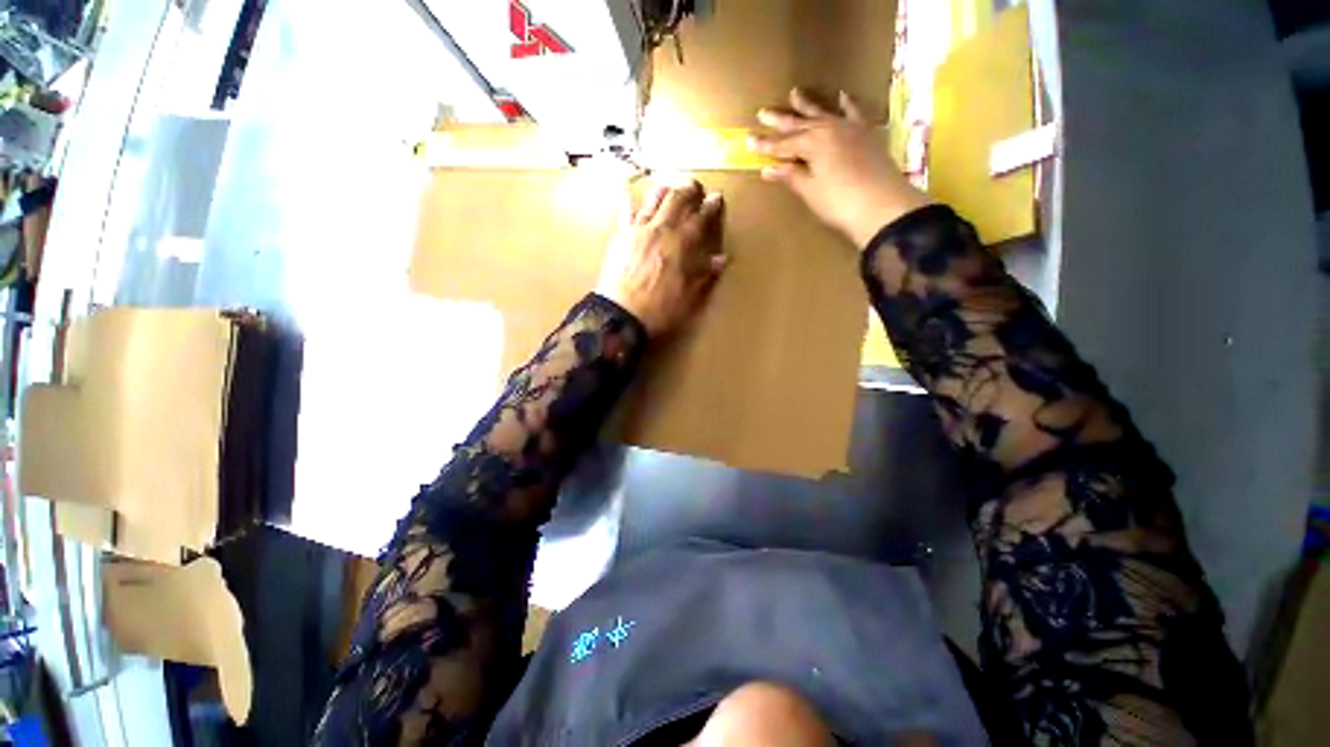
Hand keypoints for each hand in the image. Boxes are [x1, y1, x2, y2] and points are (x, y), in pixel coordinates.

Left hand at [597, 179, 727, 336]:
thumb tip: (722, 258)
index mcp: (683, 244)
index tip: (716, 197)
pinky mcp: (621, 236)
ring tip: (669, 186)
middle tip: (694, 186)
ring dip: (664, 189)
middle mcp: (662, 229)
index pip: (701, 218)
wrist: (622, 314)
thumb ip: (705, 274)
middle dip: (689, 188)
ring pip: (653, 198)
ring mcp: (639, 230)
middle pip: (678, 198)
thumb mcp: (689, 296)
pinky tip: (628, 192)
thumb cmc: (660, 309)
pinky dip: (628, 200)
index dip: (711, 206)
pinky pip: (625, 212)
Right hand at [750, 88, 932, 247]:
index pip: (782, 144)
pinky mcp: (866, 134)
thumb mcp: (810, 190)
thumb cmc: (839, 202)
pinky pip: (854, 113)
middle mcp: (829, 129)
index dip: (765, 145)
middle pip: (799, 124)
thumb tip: (768, 169)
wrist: (882, 205)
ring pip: (823, 114)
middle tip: (763, 112)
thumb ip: (791, 175)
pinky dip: (847, 104)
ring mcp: (849, 129)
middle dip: (780, 120)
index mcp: (812, 144)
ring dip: (807, 105)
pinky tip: (842, 96)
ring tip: (795, 93)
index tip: (749, 140)